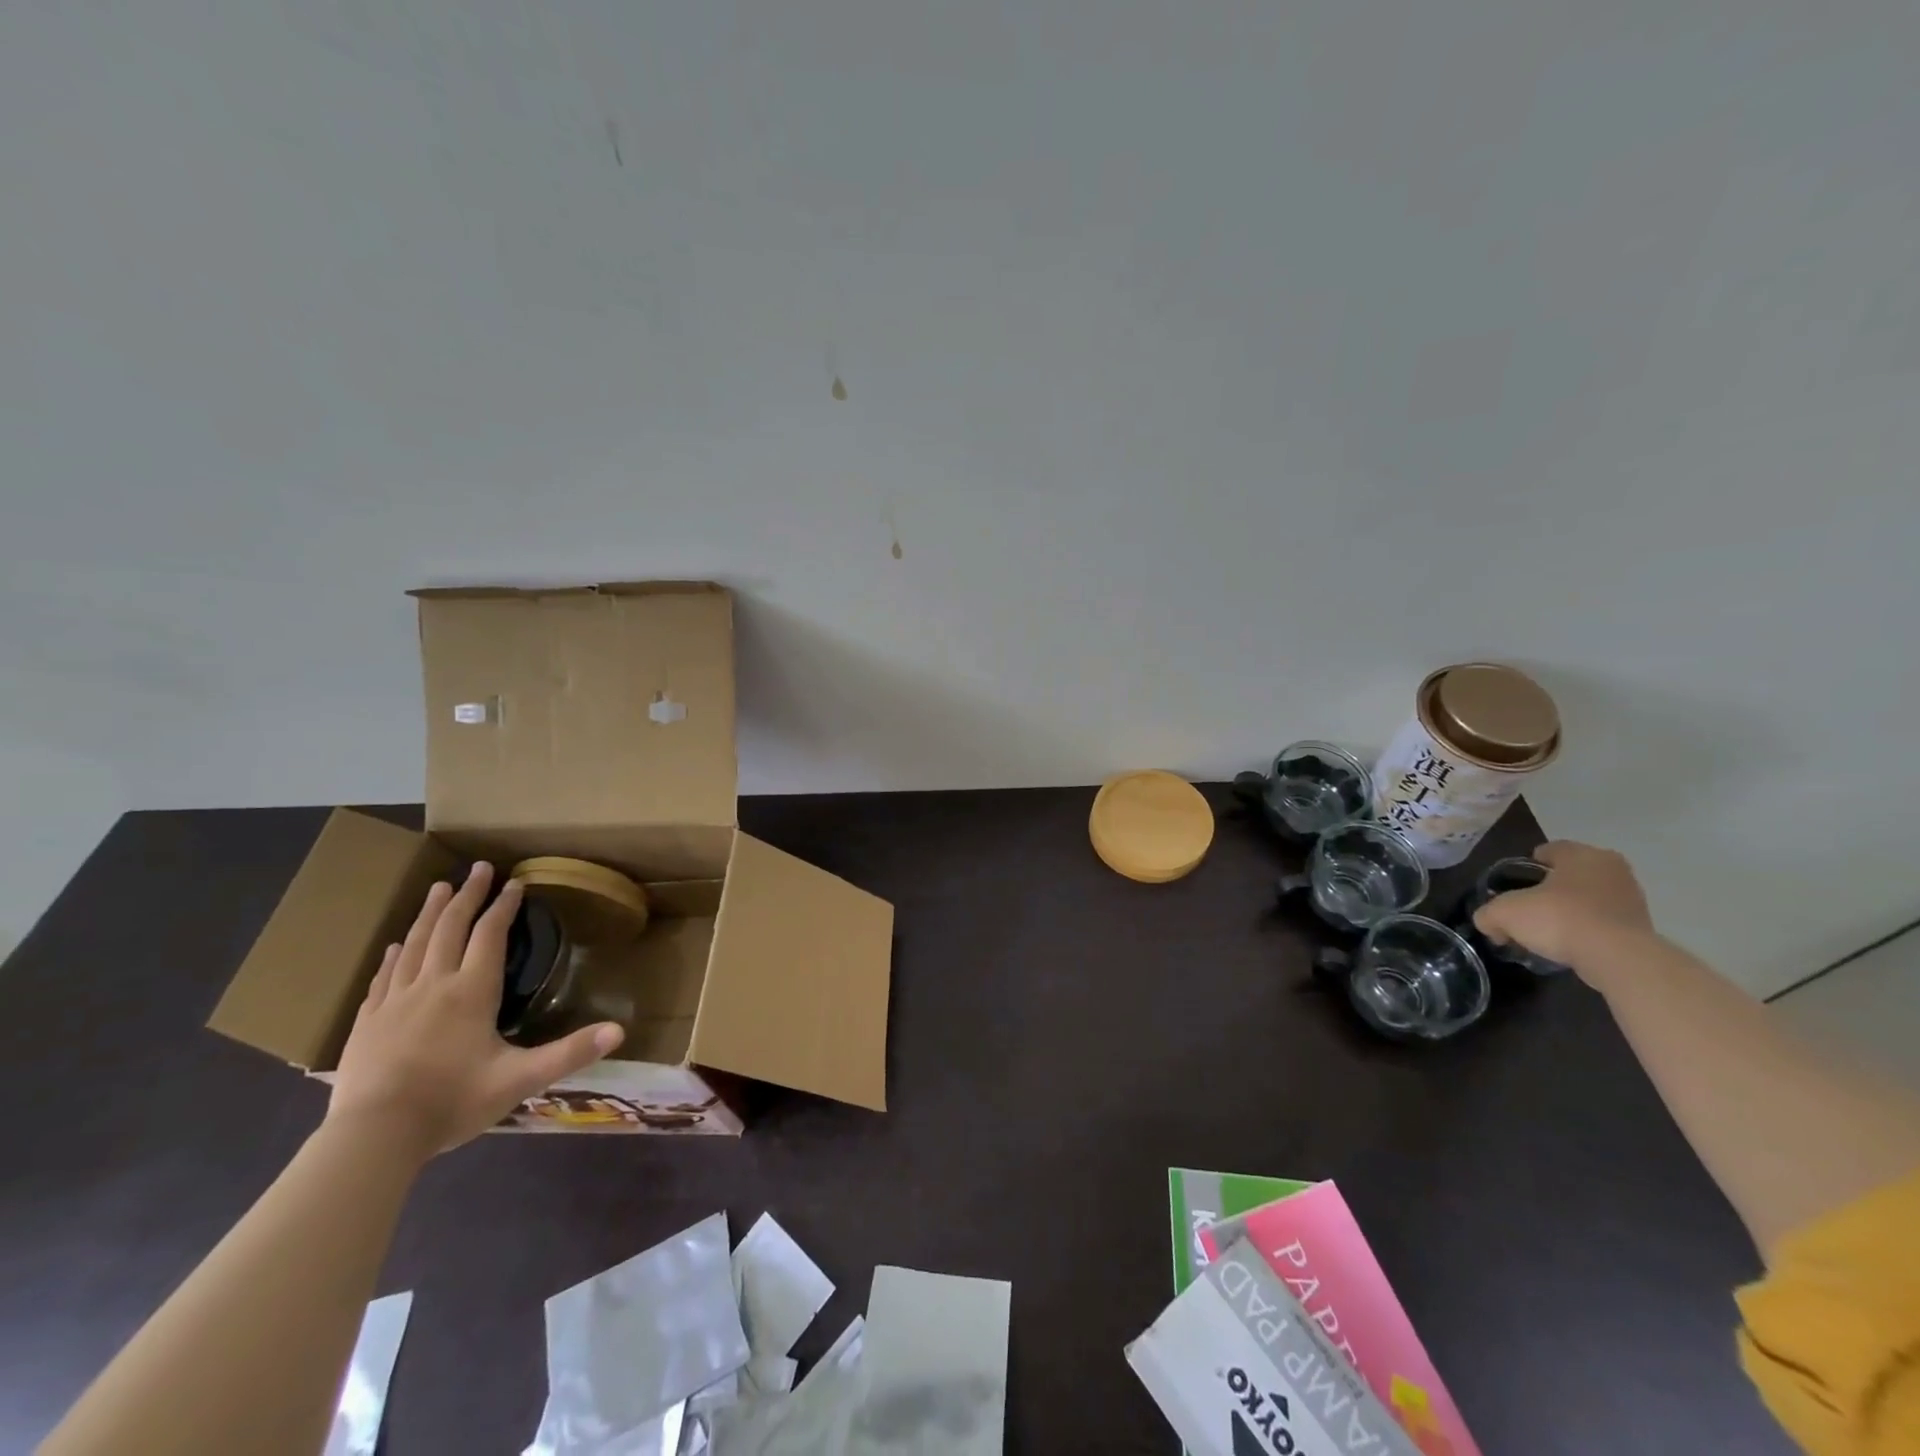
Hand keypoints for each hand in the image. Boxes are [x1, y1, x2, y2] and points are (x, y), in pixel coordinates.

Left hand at [327, 863, 624, 1156]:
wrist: (373, 1138)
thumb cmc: (452, 1103)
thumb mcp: (521, 1079)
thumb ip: (570, 1053)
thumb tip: (620, 1031)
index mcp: (471, 992)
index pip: (490, 935)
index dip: (504, 907)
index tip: (515, 883)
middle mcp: (433, 985)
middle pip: (451, 928)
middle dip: (467, 895)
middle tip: (477, 868)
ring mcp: (395, 1002)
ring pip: (415, 944)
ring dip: (431, 913)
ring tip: (438, 888)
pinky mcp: (367, 1022)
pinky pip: (384, 976)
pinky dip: (395, 954)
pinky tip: (396, 945)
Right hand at [1472, 840, 1656, 983]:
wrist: (1618, 958)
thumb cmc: (1559, 918)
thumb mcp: (1505, 913)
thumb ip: (1488, 914)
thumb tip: (1489, 924)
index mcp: (1582, 854)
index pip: (1550, 850)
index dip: (1528, 865)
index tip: (1515, 884)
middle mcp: (1611, 869)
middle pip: (1572, 874)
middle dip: (1552, 889)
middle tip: (1530, 908)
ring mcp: (1632, 898)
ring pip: (1590, 898)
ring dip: (1572, 910)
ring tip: (1549, 931)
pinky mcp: (1643, 927)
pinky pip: (1605, 921)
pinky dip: (1588, 930)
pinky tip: (1571, 945)